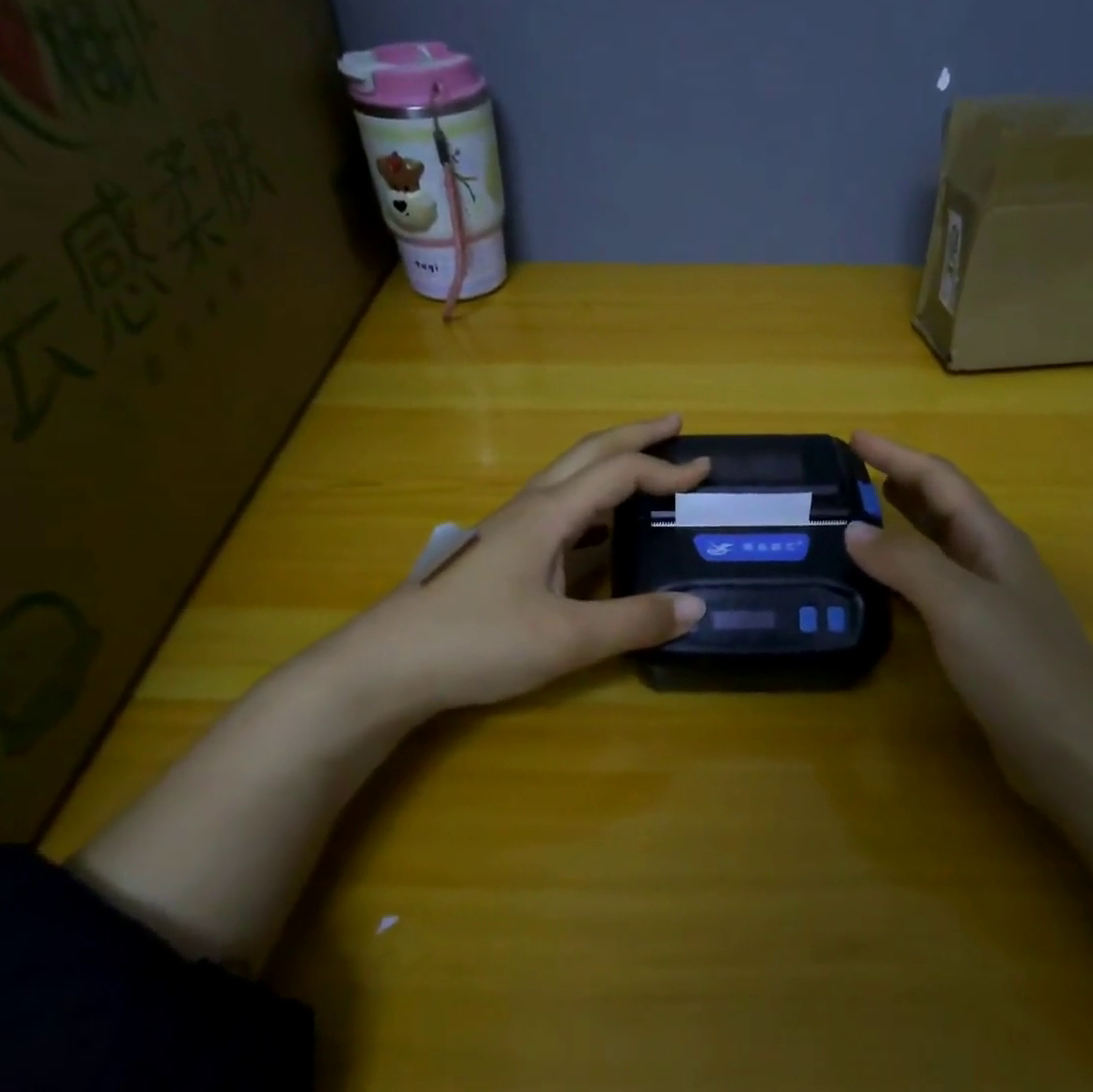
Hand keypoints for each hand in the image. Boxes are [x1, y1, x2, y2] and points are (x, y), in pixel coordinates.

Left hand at [361, 415, 710, 713]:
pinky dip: (591, 506)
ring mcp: (509, 529)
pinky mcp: (499, 554)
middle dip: (635, 436)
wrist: (387, 665)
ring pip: (568, 479)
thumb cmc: (476, 642)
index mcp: (548, 514)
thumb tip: (695, 606)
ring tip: (645, 473)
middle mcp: (529, 509)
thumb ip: (634, 621)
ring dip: (610, 467)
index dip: (665, 469)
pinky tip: (597, 536)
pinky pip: (556, 512)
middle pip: (588, 453)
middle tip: (676, 426)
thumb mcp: (566, 639)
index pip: (618, 472)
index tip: (705, 473)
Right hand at [843, 432, 1092, 810]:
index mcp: (994, 541)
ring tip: (855, 518)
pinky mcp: (981, 638)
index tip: (852, 437)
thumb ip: (906, 562)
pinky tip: (880, 584)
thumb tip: (853, 529)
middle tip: (848, 474)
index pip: (940, 480)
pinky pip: (933, 588)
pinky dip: (902, 573)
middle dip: (898, 482)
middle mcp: (993, 562)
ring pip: (937, 547)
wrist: (1077, 753)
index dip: (896, 454)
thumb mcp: (959, 606)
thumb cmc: (1021, 669)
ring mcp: (990, 601)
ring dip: (900, 526)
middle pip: (942, 507)